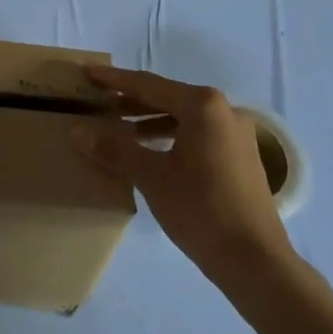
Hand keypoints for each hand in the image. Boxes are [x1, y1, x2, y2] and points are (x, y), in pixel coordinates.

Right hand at [73, 66, 291, 278]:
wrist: (255, 261)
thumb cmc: (201, 210)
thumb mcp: (152, 177)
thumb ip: (115, 148)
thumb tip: (77, 131)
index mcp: (203, 105)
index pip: (149, 85)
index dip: (114, 80)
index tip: (88, 72)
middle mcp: (224, 110)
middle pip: (168, 97)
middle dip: (131, 100)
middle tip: (98, 100)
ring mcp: (236, 133)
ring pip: (183, 117)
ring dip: (150, 120)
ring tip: (117, 128)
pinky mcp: (240, 155)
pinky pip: (197, 133)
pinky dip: (170, 136)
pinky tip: (150, 151)